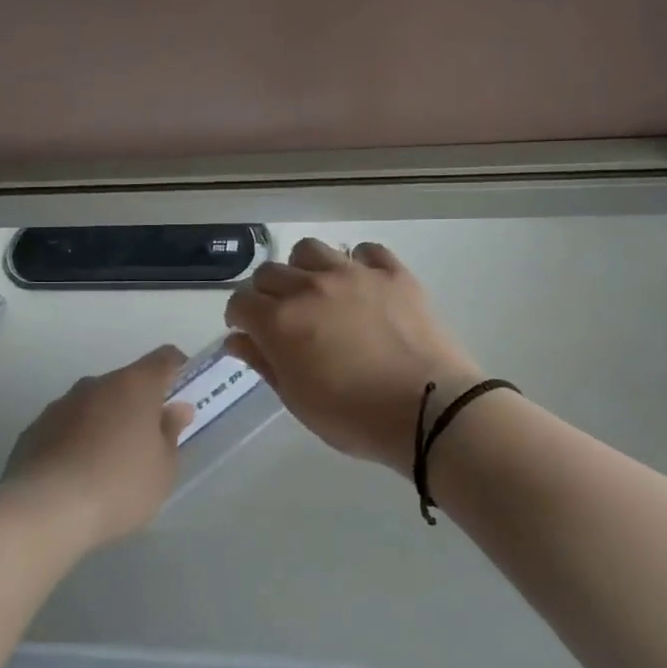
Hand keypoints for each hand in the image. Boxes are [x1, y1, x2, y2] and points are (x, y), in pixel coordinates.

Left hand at [3, 346, 193, 545]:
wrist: (46, 511)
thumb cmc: (119, 486)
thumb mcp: (163, 468)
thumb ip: (171, 433)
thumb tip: (175, 410)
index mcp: (134, 386)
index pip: (164, 359)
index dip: (177, 369)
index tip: (183, 391)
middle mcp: (95, 385)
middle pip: (125, 383)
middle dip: (138, 405)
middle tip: (147, 440)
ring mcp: (60, 405)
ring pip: (93, 404)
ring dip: (104, 422)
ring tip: (108, 463)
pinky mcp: (33, 430)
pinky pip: (65, 427)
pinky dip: (76, 441)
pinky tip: (76, 475)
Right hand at [224, 239, 479, 472]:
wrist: (428, 409)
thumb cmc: (354, 417)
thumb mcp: (298, 400)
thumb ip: (264, 363)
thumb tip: (238, 340)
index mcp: (280, 320)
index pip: (241, 302)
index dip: (239, 318)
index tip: (249, 333)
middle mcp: (310, 286)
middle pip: (270, 272)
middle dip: (266, 293)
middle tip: (282, 317)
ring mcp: (353, 274)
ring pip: (311, 250)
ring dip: (304, 269)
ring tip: (318, 293)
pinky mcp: (392, 273)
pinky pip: (365, 250)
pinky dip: (356, 263)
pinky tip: (362, 286)